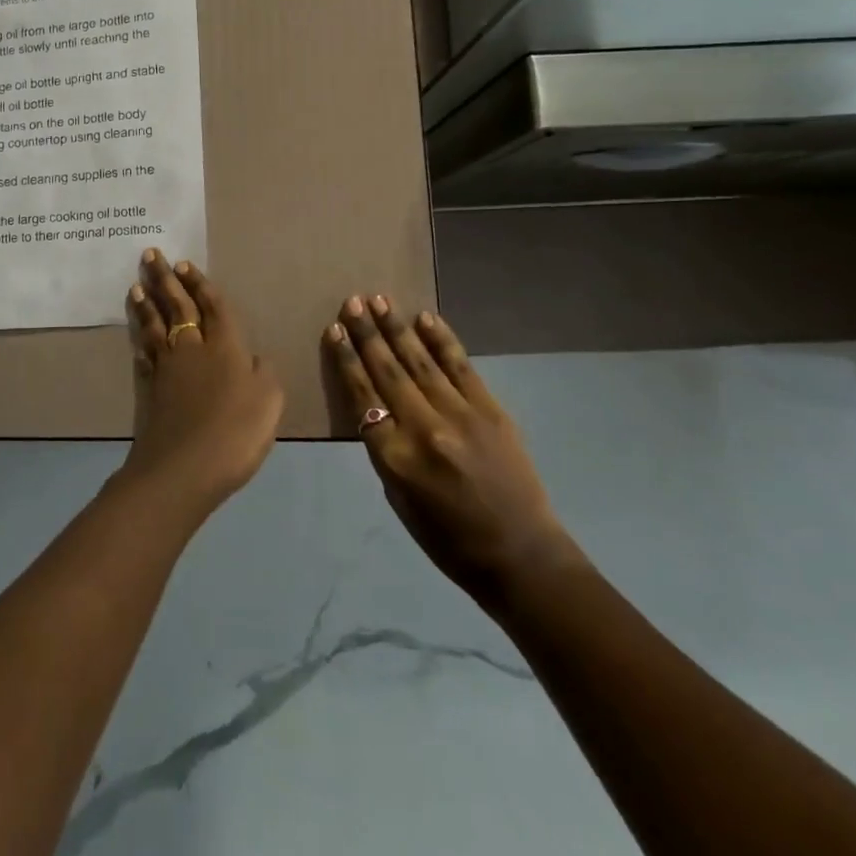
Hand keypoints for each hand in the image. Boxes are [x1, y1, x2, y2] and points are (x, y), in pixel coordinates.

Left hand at [120, 250, 283, 518]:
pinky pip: (143, 353)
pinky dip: (139, 337)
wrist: (183, 468)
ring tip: (137, 285)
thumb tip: (252, 356)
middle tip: (150, 256)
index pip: (211, 306)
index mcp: (225, 346)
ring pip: (154, 325)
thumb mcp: (269, 400)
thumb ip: (262, 372)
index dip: (199, 284)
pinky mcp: (149, 388)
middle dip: (164, 280)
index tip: (182, 264)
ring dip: (146, 303)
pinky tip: (136, 331)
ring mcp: (167, 368)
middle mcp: (192, 348)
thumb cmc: (235, 432)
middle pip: (177, 306)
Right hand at [325, 295, 577, 597]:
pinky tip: (425, 319)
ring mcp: (461, 415)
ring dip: (397, 328)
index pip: (363, 396)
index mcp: (395, 458)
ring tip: (380, 300)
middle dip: (367, 333)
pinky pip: (460, 366)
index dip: (347, 360)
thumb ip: (386, 449)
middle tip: (352, 302)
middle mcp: (424, 429)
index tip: (335, 330)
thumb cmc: (448, 539)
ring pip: (420, 362)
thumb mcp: (399, 499)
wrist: (520, 555)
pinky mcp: (491, 410)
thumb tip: (378, 407)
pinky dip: (441, 340)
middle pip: (388, 371)